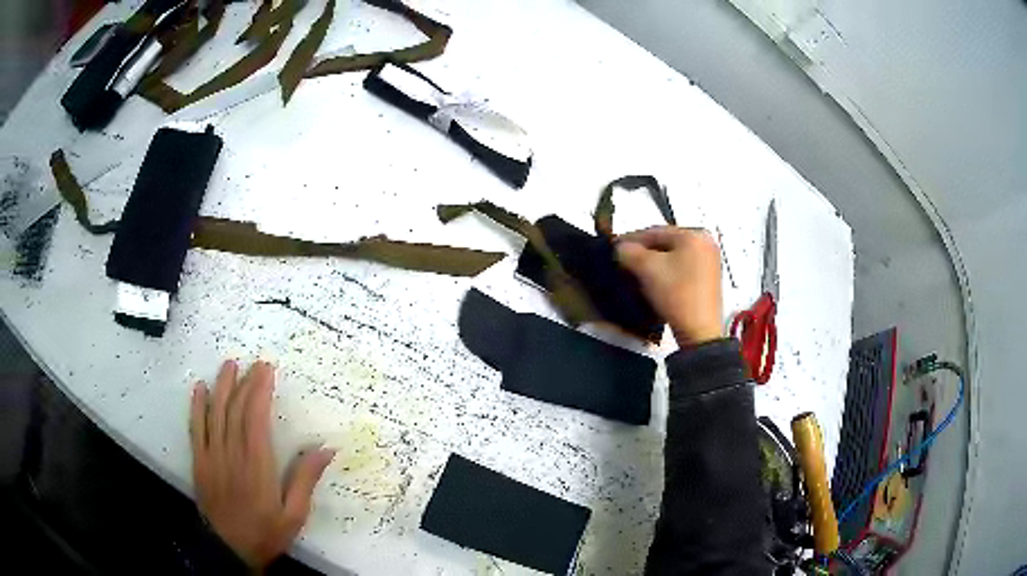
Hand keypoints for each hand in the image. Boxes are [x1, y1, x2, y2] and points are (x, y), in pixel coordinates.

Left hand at [190, 360, 334, 567]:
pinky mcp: (199, 462)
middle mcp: (232, 454)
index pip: (256, 418)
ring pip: (215, 413)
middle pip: (236, 410)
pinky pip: (196, 428)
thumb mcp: (294, 515)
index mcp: (257, 465)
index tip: (267, 370)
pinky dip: (197, 407)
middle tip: (254, 363)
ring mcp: (212, 456)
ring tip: (229, 365)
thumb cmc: (266, 532)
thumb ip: (305, 480)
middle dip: (246, 383)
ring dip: (222, 386)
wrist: (229, 549)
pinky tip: (200, 389)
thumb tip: (326, 449)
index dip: (260, 390)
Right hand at [616, 227, 723, 346]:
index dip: (631, 239)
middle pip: (665, 242)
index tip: (614, 246)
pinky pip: (682, 267)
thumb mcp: (647, 269)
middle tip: (623, 259)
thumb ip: (628, 252)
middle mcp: (705, 242)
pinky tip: (654, 280)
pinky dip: (666, 271)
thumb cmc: (676, 293)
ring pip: (673, 255)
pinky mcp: (709, 278)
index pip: (655, 231)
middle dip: (643, 251)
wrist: (699, 331)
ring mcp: (710, 261)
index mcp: (694, 234)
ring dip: (653, 262)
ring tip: (635, 271)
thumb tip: (621, 248)